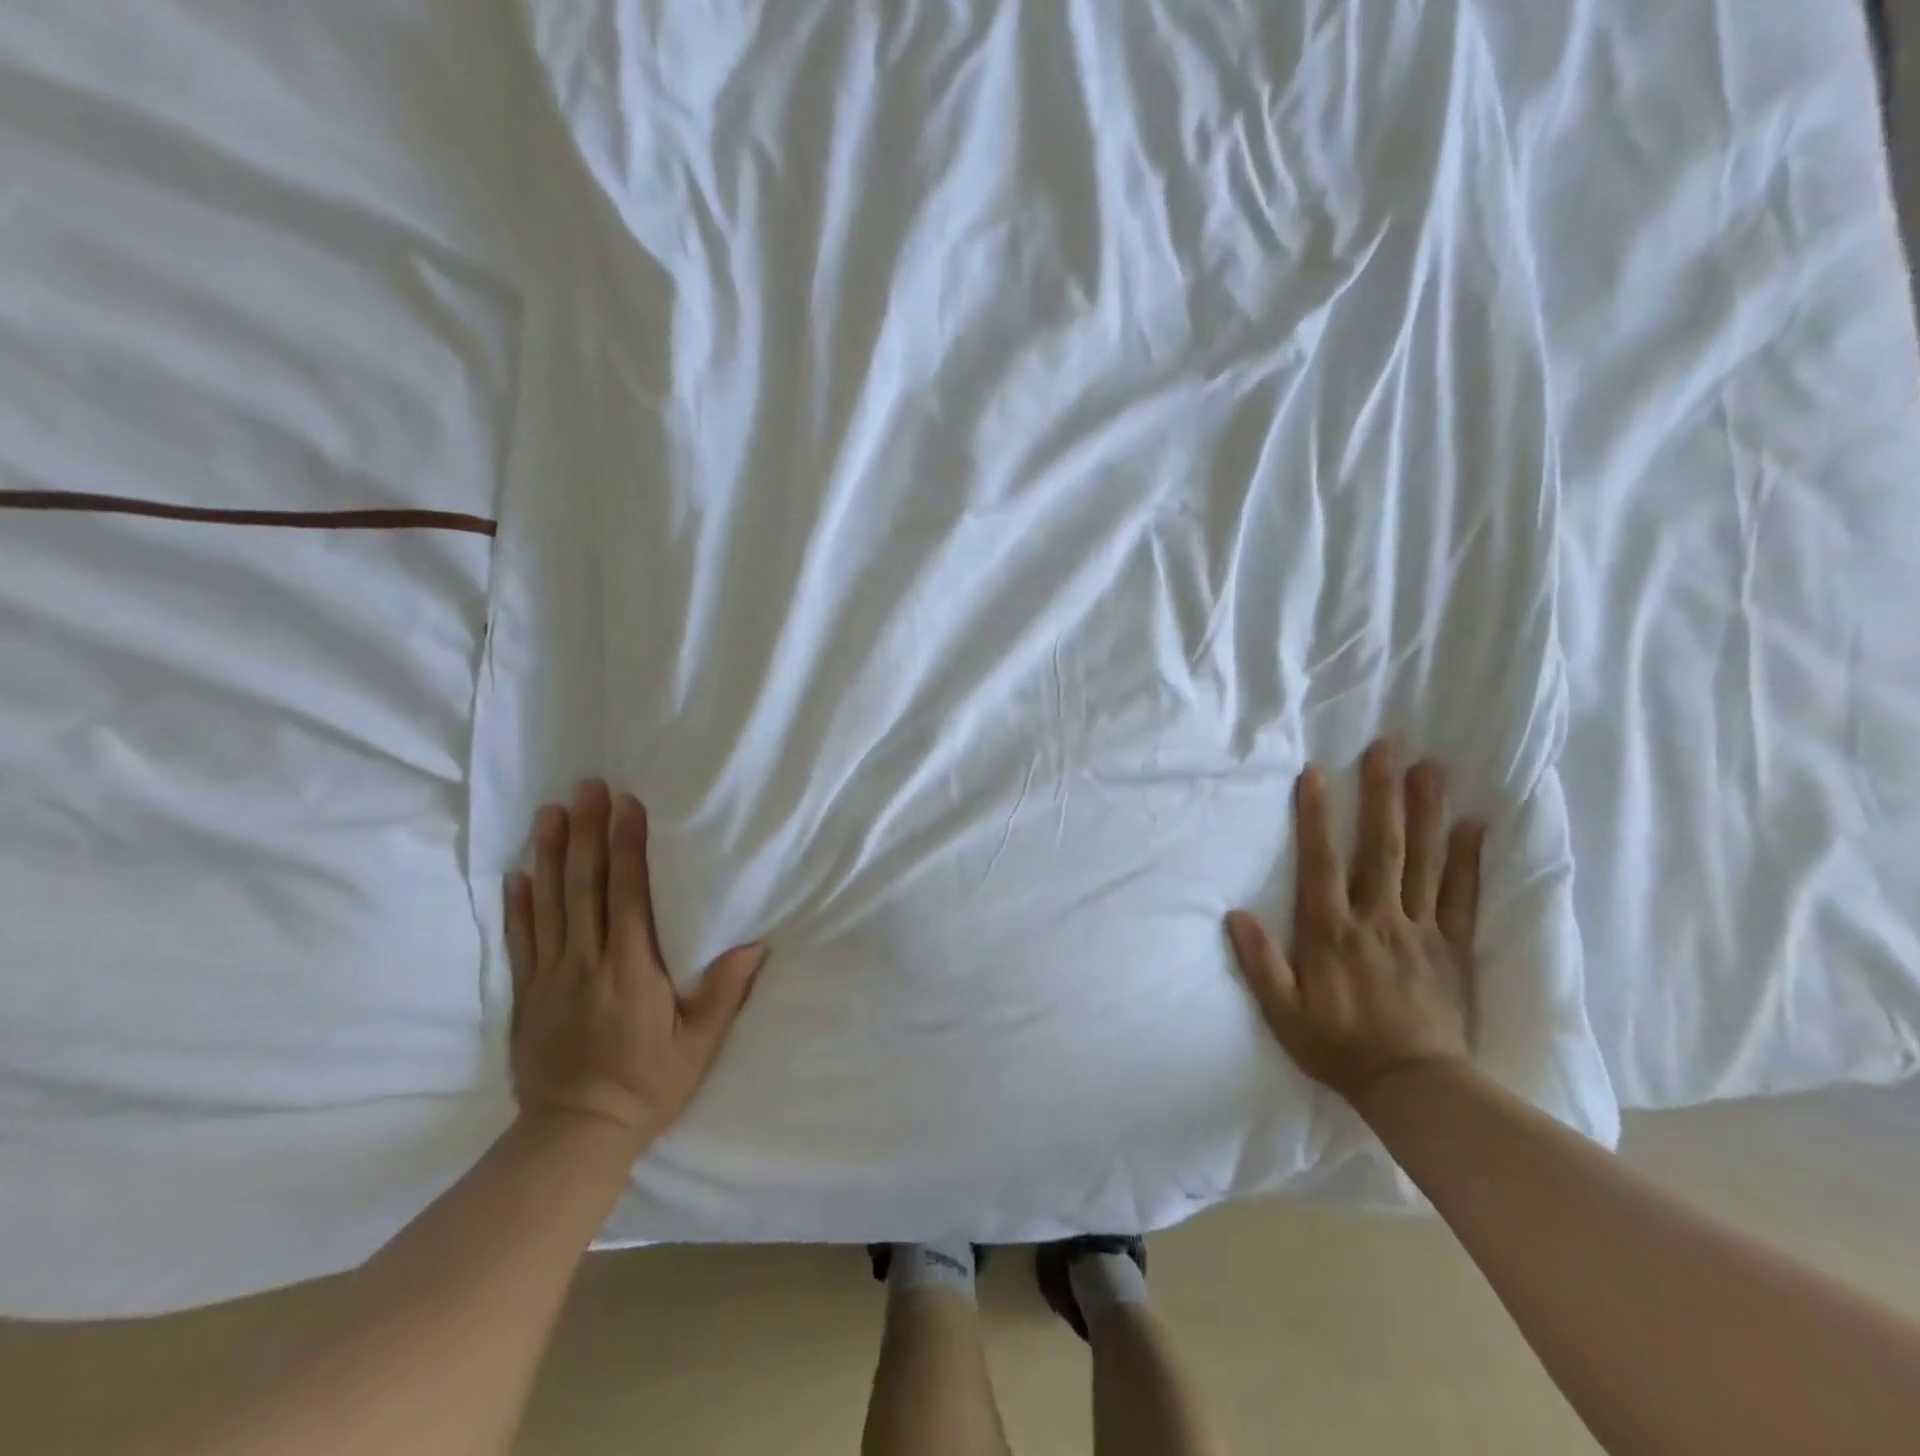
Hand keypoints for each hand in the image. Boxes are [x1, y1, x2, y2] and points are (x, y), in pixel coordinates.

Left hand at [504, 780, 766, 1149]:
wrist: (573, 1137)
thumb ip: (723, 994)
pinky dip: (519, 904)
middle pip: (584, 887)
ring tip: (551, 812)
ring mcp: (551, 977)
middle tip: (587, 788)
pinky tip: (519, 873)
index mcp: (630, 971)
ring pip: (549, 904)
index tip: (628, 806)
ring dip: (550, 854)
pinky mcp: (528, 995)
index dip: (627, 847)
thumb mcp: (698, 1047)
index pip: (628, 895)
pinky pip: (522, 940)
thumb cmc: (647, 1087)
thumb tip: (756, 946)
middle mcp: (587, 964)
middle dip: (588, 833)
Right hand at [1226, 740, 1483, 1107]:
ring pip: (1424, 862)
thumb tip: (1235, 914)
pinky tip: (1475, 823)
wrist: (1415, 1088)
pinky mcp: (1454, 947)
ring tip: (1432, 768)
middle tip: (1387, 748)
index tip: (1317, 773)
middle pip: (1381, 848)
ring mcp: (1420, 931)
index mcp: (1332, 933)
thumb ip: (1259, 962)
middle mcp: (1377, 920)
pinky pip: (1463, 896)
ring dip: (1427, 812)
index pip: (1322, 863)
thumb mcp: (1283, 1012)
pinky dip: (1470, 859)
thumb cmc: (1338, 1047)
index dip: (1316, 817)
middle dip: (1381, 795)